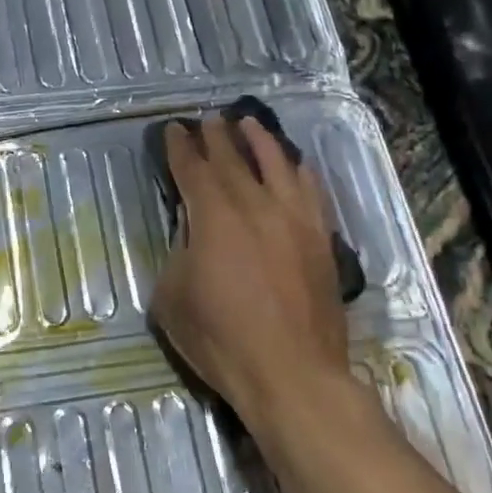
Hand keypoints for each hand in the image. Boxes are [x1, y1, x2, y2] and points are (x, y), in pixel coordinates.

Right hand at [150, 116, 349, 421]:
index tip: (175, 130)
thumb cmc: (221, 340)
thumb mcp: (172, 298)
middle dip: (217, 136)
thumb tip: (191, 237)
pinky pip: (310, 191)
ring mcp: (294, 219)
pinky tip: (295, 165)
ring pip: (277, 164)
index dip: (181, 147)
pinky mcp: (319, 238)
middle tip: (208, 119)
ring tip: (249, 123)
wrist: (292, 373)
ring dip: (260, 140)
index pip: (193, 169)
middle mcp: (255, 205)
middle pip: (233, 158)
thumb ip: (178, 255)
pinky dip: (298, 171)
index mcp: (213, 216)